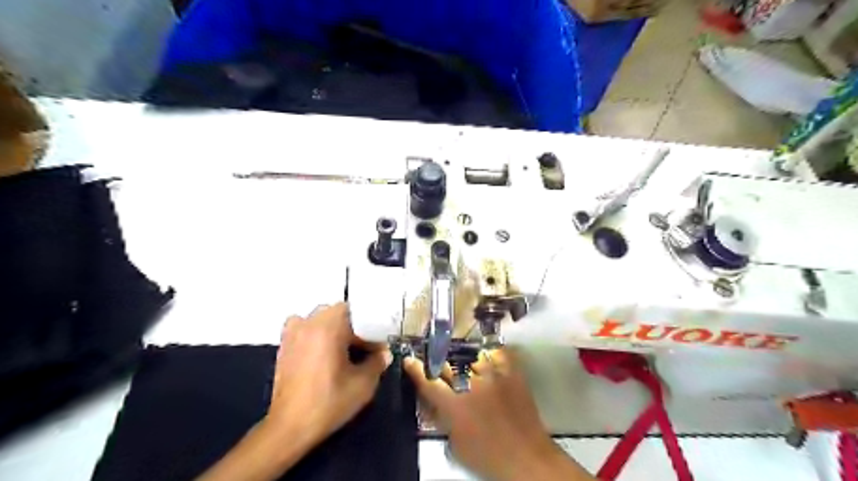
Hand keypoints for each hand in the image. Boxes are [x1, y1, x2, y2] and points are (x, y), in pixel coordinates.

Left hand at [267, 305, 393, 447]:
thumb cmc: (329, 402)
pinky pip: (303, 327)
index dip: (370, 328)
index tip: (376, 347)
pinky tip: (320, 352)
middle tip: (362, 348)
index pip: (356, 312)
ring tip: (341, 350)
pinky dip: (314, 333)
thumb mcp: (363, 384)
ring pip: (319, 318)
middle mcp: (309, 323)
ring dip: (333, 328)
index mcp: (330, 327)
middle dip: (352, 327)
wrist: (290, 427)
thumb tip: (384, 353)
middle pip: (337, 312)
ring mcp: (293, 333)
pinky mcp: (284, 346)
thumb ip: (377, 363)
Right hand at [405, 349, 593, 480]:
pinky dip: (488, 354)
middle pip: (447, 365)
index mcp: (454, 405)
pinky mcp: (511, 373)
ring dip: (462, 359)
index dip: (416, 370)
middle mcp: (471, 385)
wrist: (527, 458)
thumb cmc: (488, 457)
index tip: (409, 360)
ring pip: (470, 357)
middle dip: (437, 362)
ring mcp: (493, 376)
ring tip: (460, 360)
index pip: (428, 382)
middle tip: (434, 361)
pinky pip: (496, 354)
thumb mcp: (455, 444)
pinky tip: (484, 356)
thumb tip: (434, 403)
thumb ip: (443, 419)